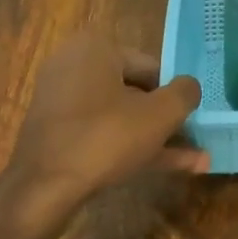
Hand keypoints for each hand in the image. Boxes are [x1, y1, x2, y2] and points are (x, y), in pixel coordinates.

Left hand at [0, 34, 206, 238]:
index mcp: (95, 48)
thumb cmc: (105, 139)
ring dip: (156, 137)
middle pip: (136, 91)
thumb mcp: (159, 114)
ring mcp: (61, 100)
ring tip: (194, 161)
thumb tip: (190, 87)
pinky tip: (165, 168)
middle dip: (167, 119)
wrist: (42, 190)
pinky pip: (102, 132)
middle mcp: (74, 66)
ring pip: (121, 116)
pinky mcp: (56, 132)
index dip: (176, 94)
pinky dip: (130, 146)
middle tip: (195, 141)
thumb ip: (185, 93)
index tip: (192, 120)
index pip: (152, 66)